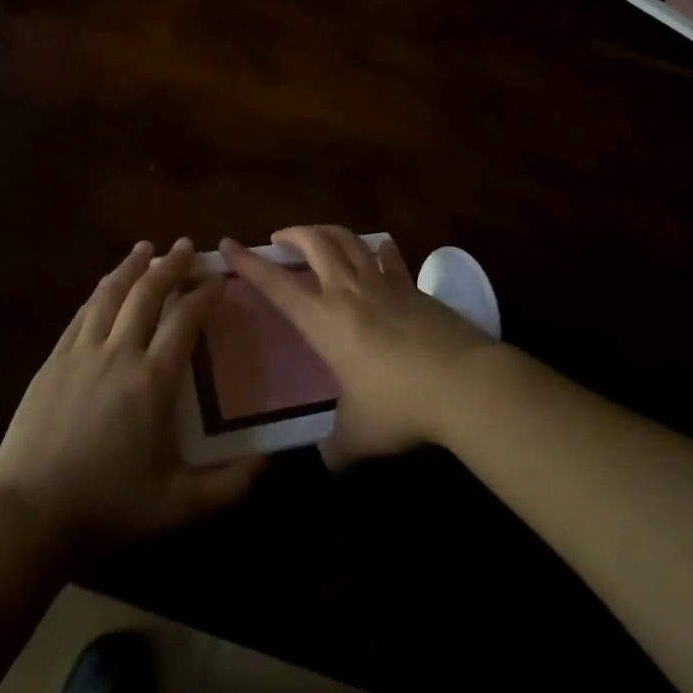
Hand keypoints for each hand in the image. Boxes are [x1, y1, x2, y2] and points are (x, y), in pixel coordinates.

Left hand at [0, 239, 261, 558]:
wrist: (29, 514)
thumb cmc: (108, 506)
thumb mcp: (178, 505)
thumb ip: (228, 486)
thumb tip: (268, 465)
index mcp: (153, 380)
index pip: (185, 320)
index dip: (204, 294)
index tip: (218, 279)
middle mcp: (119, 353)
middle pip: (147, 293)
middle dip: (170, 265)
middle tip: (186, 246)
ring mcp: (81, 353)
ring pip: (110, 294)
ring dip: (131, 266)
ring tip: (146, 248)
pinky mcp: (53, 362)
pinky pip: (82, 314)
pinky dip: (100, 292)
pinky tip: (106, 286)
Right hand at [222, 226, 498, 469]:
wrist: (464, 382)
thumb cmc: (399, 405)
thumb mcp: (359, 435)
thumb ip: (337, 447)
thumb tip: (330, 460)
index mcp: (324, 319)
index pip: (276, 284)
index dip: (248, 263)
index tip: (227, 244)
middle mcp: (349, 291)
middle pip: (315, 242)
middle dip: (292, 234)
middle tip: (279, 238)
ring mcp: (386, 284)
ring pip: (350, 240)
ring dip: (329, 232)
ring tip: (320, 238)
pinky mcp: (416, 288)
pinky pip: (388, 258)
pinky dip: (375, 250)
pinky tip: (377, 252)